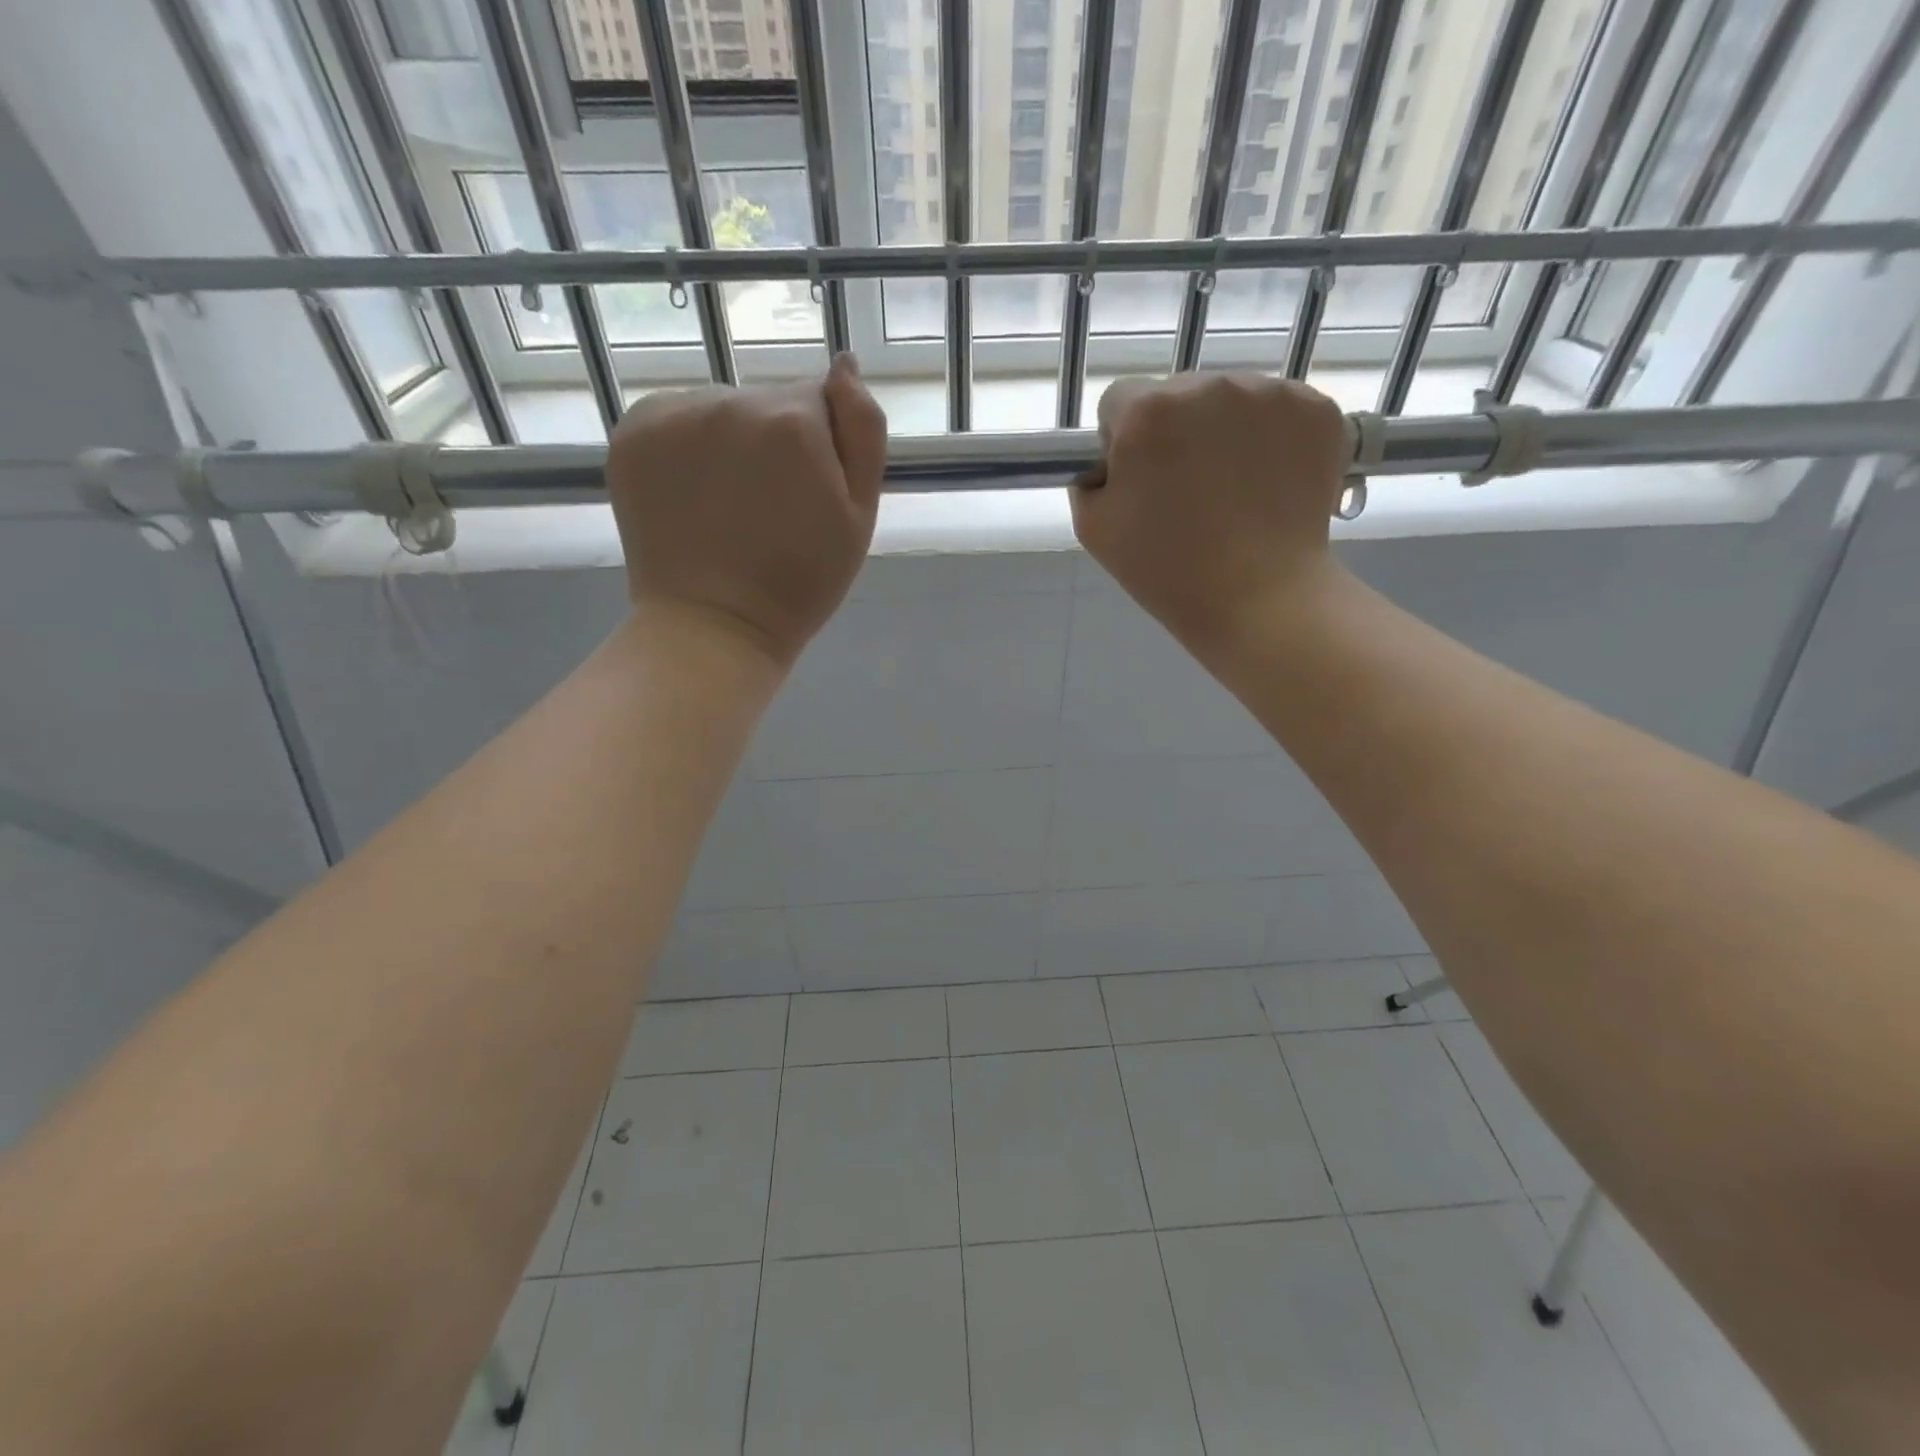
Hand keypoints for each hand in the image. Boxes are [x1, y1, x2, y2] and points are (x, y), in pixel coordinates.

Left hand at [606, 354, 886, 667]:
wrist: (715, 625)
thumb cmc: (801, 582)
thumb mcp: (859, 515)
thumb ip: (863, 430)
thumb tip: (845, 365)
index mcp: (792, 420)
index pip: (818, 401)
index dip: (819, 450)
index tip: (808, 498)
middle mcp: (729, 401)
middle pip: (766, 402)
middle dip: (774, 443)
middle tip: (768, 510)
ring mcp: (672, 414)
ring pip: (720, 410)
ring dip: (729, 443)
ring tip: (727, 507)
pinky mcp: (631, 432)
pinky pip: (676, 420)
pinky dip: (686, 448)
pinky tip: (693, 498)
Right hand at [1073, 372, 1350, 651]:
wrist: (1260, 597)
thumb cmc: (1167, 571)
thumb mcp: (1094, 528)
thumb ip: (1091, 476)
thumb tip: (1113, 456)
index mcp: (1147, 411)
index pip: (1119, 401)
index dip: (1122, 442)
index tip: (1140, 481)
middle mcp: (1209, 384)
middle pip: (1178, 394)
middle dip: (1176, 431)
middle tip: (1188, 492)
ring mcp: (1270, 393)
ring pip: (1230, 400)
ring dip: (1224, 432)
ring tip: (1232, 491)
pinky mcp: (1317, 409)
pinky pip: (1278, 411)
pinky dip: (1271, 438)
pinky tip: (1269, 483)